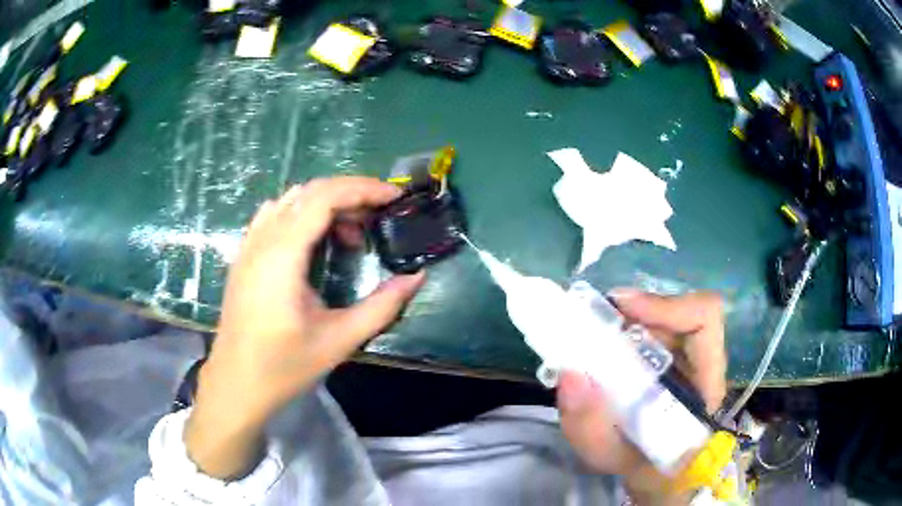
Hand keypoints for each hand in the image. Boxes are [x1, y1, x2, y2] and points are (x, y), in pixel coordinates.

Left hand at [185, 177, 424, 478]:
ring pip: (290, 200)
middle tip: (377, 219)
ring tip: (349, 234)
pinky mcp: (244, 256)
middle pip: (308, 192)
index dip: (362, 189)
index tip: (393, 198)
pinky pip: (274, 215)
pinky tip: (314, 241)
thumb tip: (416, 277)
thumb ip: (382, 307)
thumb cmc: (284, 366)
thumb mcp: (339, 340)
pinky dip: (302, 214)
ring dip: (325, 205)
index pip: (323, 197)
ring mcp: (248, 246)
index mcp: (282, 256)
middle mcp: (262, 240)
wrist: (236, 384)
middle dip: (349, 195)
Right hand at [556, 290, 726, 504]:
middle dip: (636, 310)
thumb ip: (587, 425)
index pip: (704, 320)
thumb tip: (569, 373)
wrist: (650, 471)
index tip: (622, 308)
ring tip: (593, 331)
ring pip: (665, 316)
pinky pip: (653, 327)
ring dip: (627, 318)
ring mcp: (690, 356)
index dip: (667, 305)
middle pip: (681, 311)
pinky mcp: (674, 356)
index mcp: (704, 385)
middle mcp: (702, 362)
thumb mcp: (608, 455)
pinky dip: (625, 327)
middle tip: (594, 319)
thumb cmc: (637, 465)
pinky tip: (602, 343)